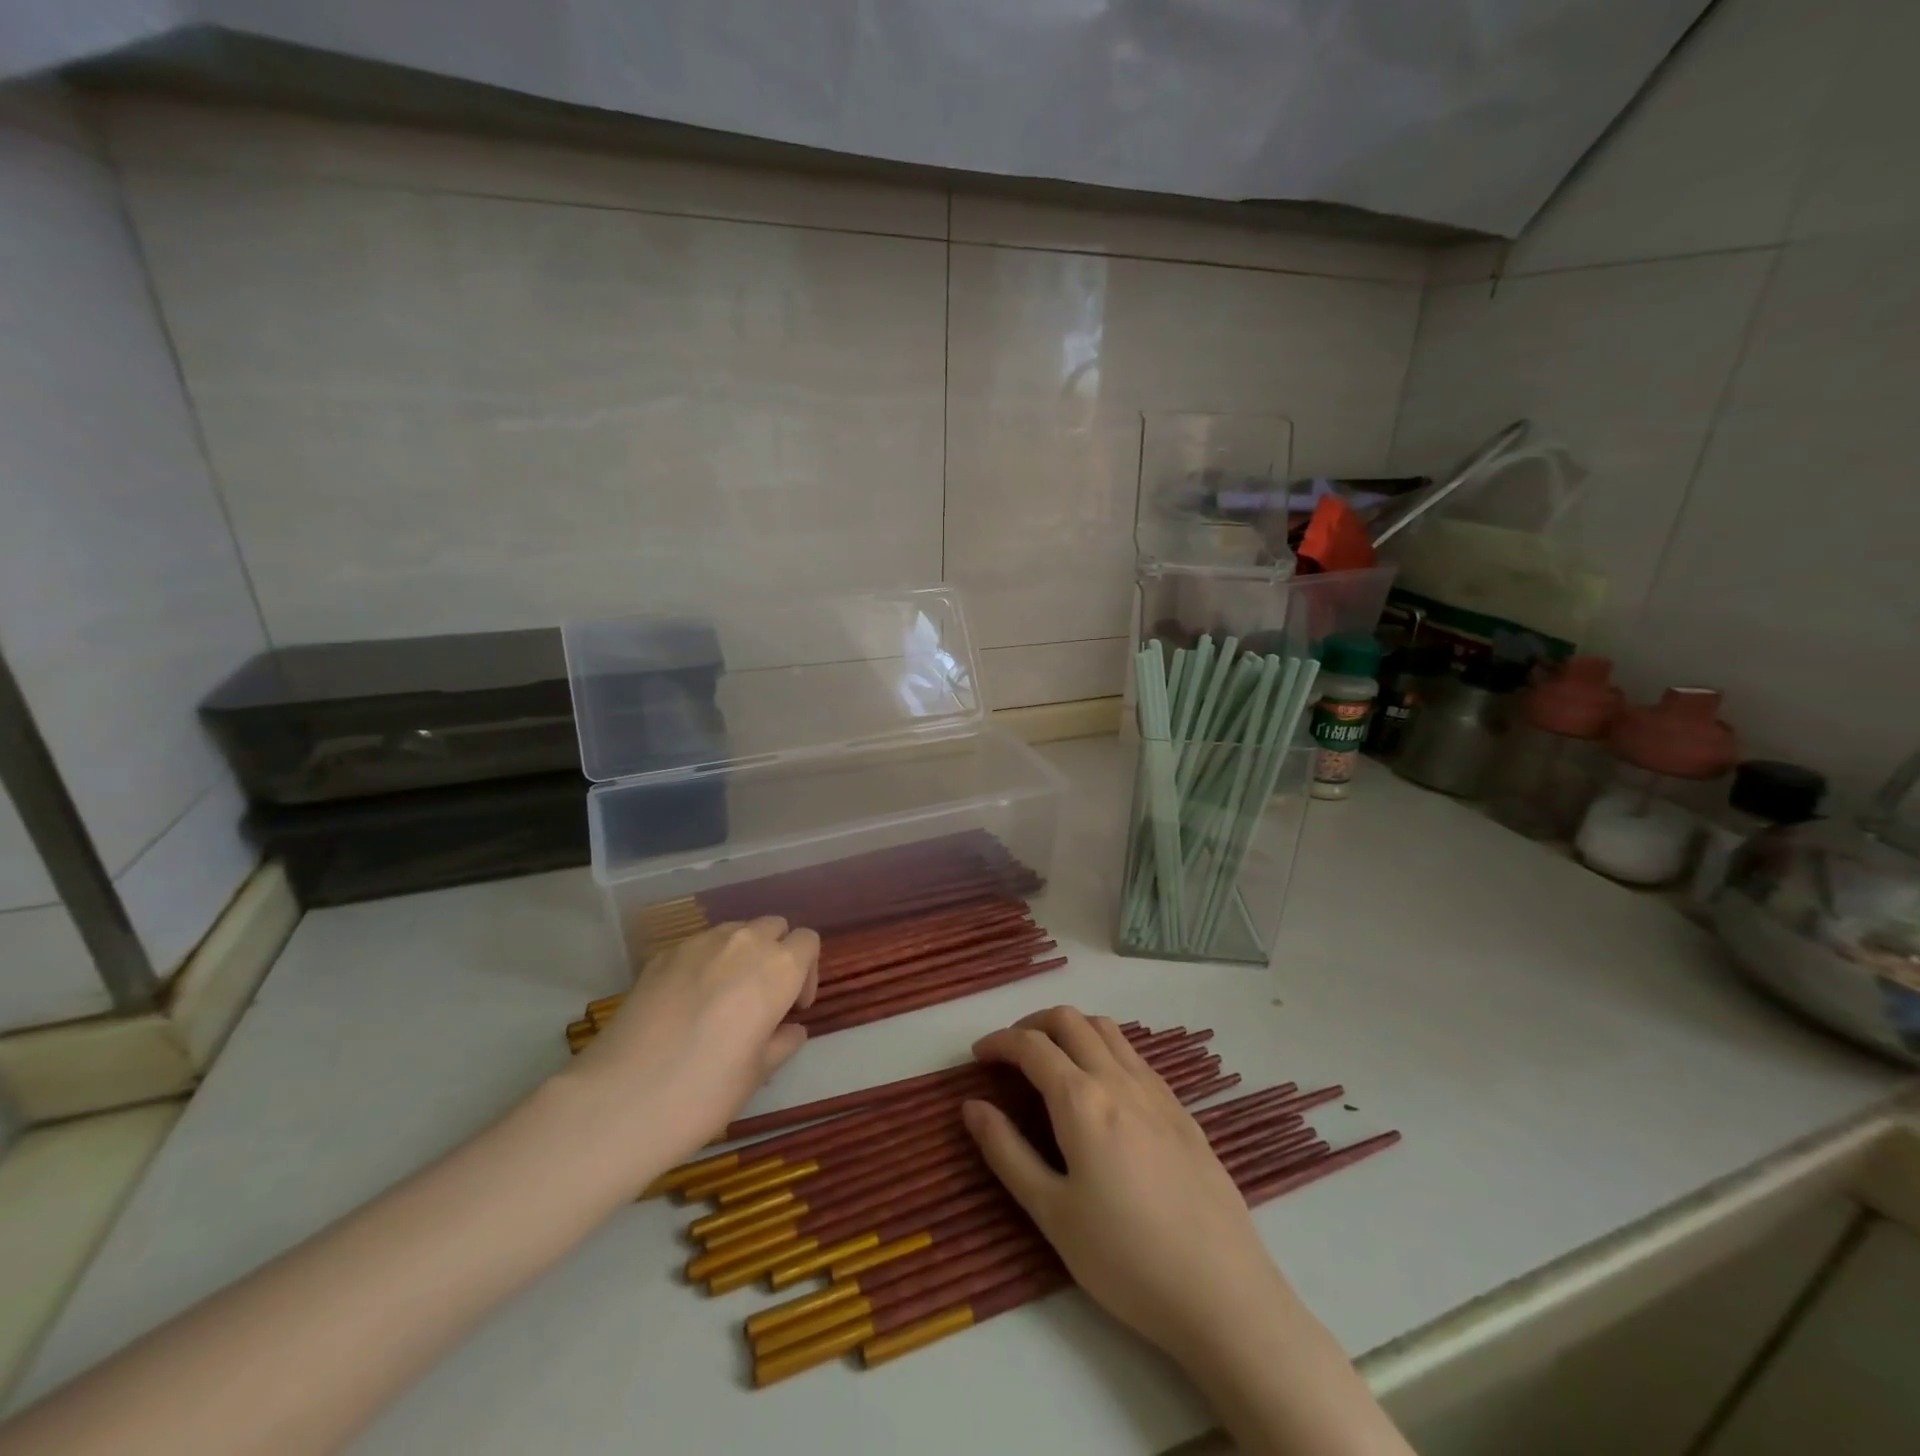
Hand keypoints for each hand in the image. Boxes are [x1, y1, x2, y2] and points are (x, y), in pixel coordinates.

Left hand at [563, 917, 819, 1176]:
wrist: (620, 1100)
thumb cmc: (705, 1091)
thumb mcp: (757, 1074)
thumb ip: (782, 1042)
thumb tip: (790, 1029)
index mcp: (779, 968)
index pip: (808, 942)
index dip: (806, 972)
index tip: (793, 1008)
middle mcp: (743, 943)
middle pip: (773, 927)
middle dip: (775, 953)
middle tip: (764, 997)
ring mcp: (698, 944)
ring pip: (735, 931)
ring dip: (741, 953)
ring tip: (725, 996)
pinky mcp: (661, 955)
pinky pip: (697, 946)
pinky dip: (703, 963)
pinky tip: (686, 1003)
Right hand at [962, 1006, 1287, 1365]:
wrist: (1223, 1292)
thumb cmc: (1125, 1258)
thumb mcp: (1052, 1213)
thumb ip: (1007, 1152)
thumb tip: (971, 1106)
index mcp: (1082, 1100)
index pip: (1031, 1046)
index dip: (999, 1041)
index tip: (978, 1055)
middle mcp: (1119, 1079)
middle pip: (1070, 1020)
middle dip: (1033, 1024)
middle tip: (1011, 1052)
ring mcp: (1156, 1091)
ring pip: (1107, 1029)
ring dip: (1072, 1029)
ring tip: (1053, 1060)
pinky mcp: (1181, 1109)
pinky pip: (1135, 1055)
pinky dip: (1105, 1048)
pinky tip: (1102, 1088)